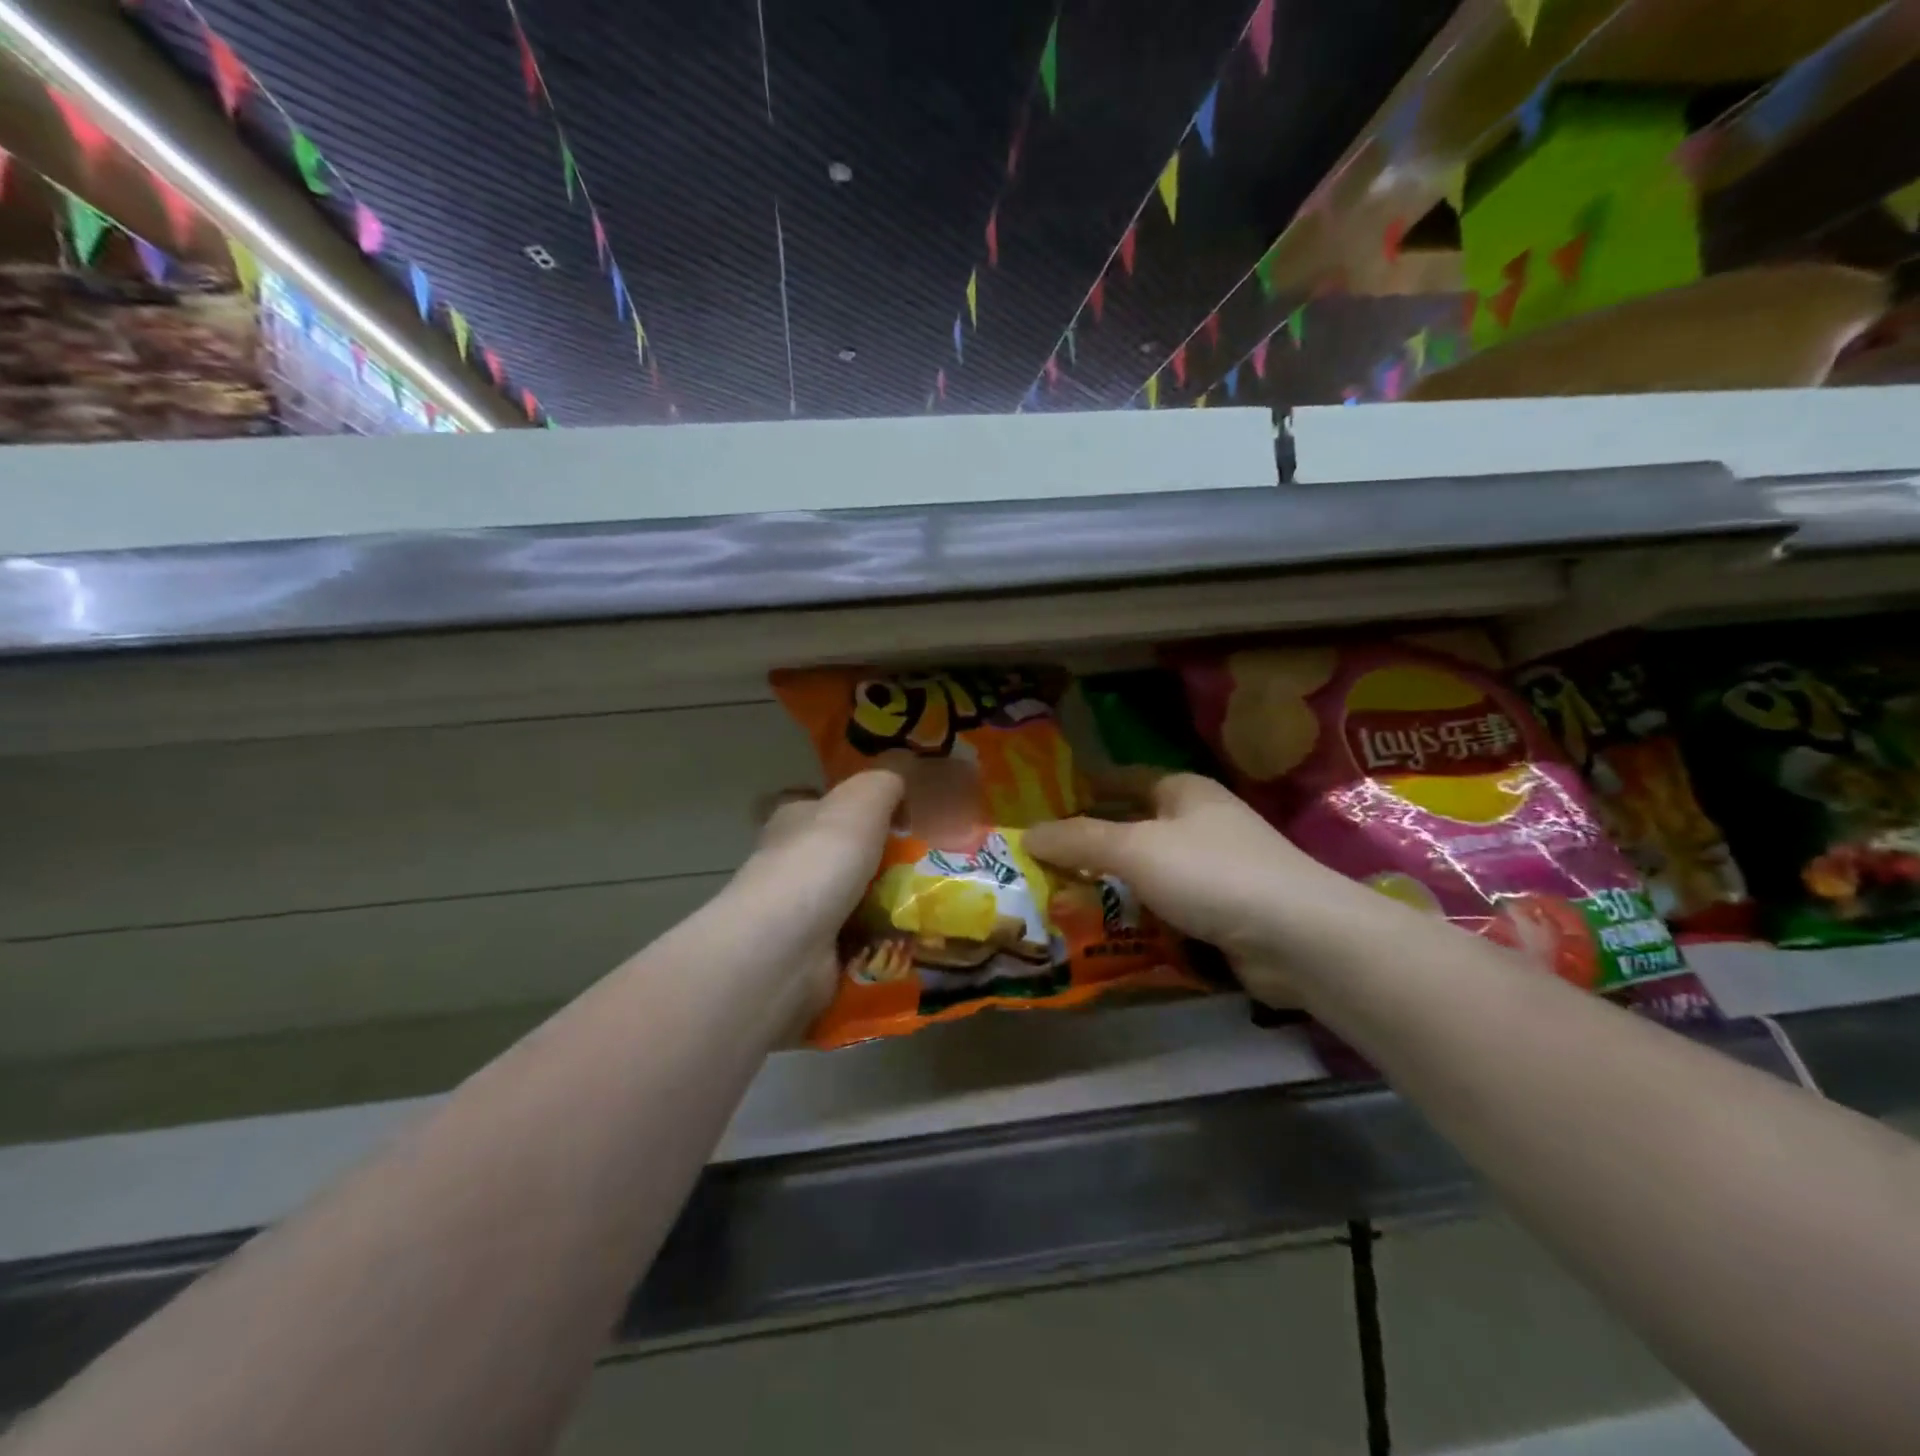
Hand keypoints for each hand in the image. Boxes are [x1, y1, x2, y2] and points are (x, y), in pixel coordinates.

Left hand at [730, 771, 903, 1020]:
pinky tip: (910, 940)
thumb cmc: (821, 860)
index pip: (818, 805)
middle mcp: (789, 863)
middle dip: (877, 862)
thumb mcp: (863, 799)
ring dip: (885, 906)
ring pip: (851, 901)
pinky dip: (880, 943)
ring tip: (926, 905)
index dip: (850, 809)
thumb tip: (898, 793)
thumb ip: (884, 785)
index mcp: (792, 820)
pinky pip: (857, 944)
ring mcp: (798, 913)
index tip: (892, 822)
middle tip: (923, 868)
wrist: (787, 946)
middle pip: (839, 855)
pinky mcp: (812, 956)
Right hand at [1025, 773, 1356, 1005]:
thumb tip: (1027, 834)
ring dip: (1113, 886)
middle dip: (1093, 845)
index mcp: (1184, 792)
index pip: (1125, 779)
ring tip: (1062, 899)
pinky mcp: (1225, 913)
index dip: (1088, 787)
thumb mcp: (1135, 848)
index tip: (1045, 803)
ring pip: (1150, 873)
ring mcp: (1217, 870)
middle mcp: (1201, 824)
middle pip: (1135, 828)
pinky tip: (1107, 932)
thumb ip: (1079, 840)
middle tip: (1042, 860)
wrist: (1298, 937)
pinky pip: (1168, 909)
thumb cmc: (1212, 873)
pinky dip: (1140, 918)